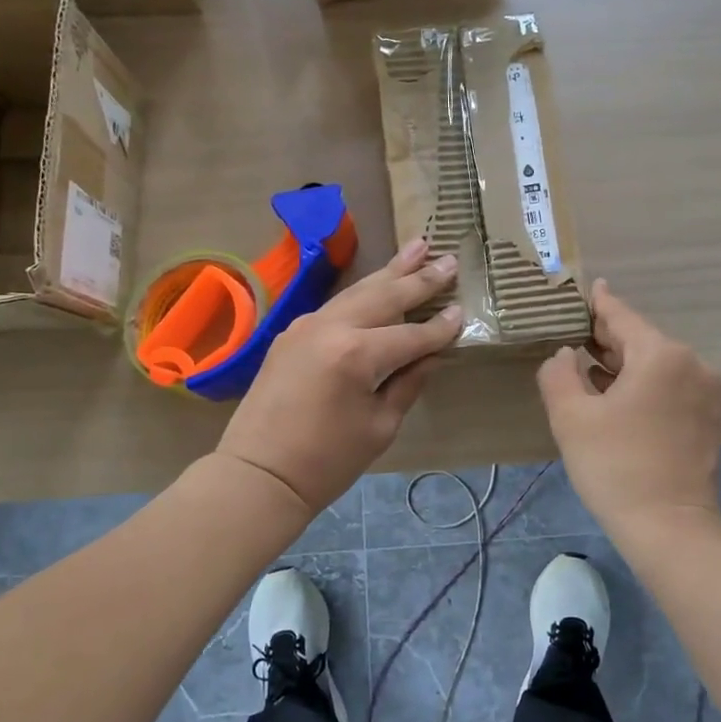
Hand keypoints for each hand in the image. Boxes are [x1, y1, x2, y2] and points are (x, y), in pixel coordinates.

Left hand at [216, 239, 461, 514]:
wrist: (258, 474)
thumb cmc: (326, 461)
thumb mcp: (380, 427)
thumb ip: (408, 383)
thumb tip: (430, 355)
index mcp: (357, 354)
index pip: (412, 335)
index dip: (440, 327)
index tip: (462, 311)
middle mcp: (331, 328)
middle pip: (385, 296)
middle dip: (420, 278)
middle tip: (449, 259)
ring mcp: (307, 325)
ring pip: (358, 291)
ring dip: (390, 271)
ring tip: (417, 248)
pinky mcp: (292, 333)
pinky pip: (337, 305)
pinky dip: (363, 292)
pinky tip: (378, 283)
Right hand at [537, 280, 720, 538]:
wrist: (670, 528)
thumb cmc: (616, 466)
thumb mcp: (571, 417)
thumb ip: (559, 374)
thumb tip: (566, 355)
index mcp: (662, 355)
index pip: (622, 317)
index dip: (599, 303)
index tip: (588, 287)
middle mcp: (692, 364)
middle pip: (641, 340)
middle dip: (607, 338)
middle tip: (574, 333)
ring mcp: (706, 392)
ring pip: (656, 365)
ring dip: (623, 364)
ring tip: (587, 364)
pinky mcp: (708, 418)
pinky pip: (669, 386)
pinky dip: (642, 385)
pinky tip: (614, 394)